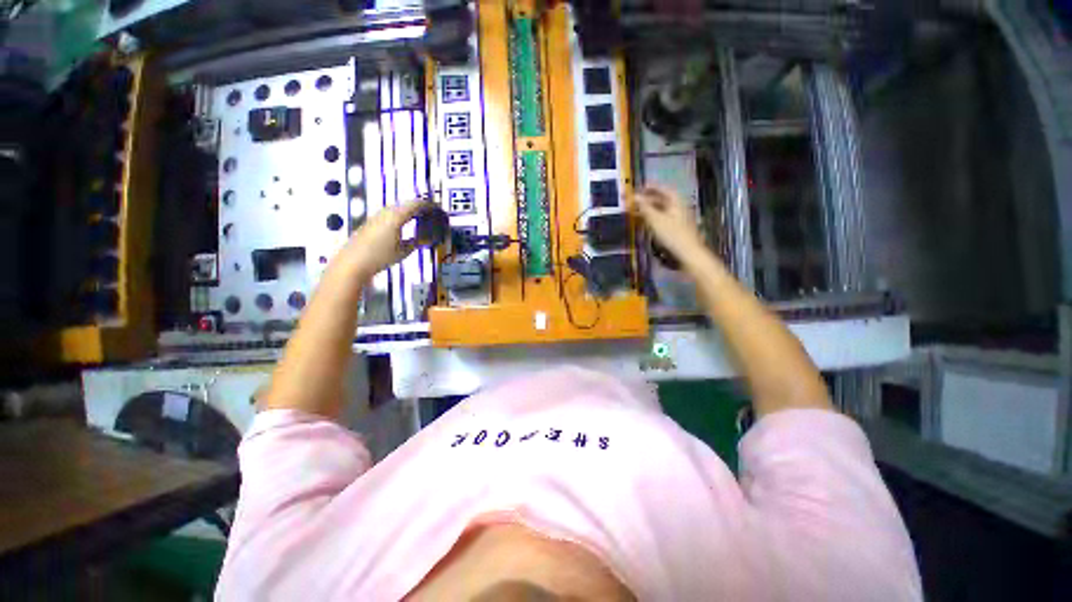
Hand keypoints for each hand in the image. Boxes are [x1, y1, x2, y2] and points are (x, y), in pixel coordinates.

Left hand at [343, 199, 432, 278]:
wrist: (352, 262)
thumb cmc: (380, 257)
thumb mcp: (403, 252)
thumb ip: (416, 243)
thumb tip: (426, 239)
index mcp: (396, 216)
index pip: (416, 204)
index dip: (429, 205)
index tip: (438, 209)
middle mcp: (386, 212)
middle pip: (406, 204)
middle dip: (420, 207)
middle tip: (431, 215)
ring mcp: (377, 216)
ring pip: (397, 208)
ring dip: (410, 211)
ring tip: (420, 219)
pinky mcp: (371, 222)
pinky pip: (390, 214)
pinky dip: (401, 216)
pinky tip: (404, 226)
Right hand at [632, 186, 707, 267]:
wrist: (688, 254)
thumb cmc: (672, 234)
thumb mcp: (655, 219)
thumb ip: (644, 207)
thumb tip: (634, 196)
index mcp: (676, 201)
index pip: (663, 189)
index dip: (651, 187)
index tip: (639, 186)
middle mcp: (678, 208)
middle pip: (661, 200)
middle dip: (647, 199)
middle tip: (633, 201)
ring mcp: (677, 219)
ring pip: (660, 210)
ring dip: (647, 210)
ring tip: (635, 212)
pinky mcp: (675, 230)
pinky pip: (661, 219)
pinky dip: (651, 218)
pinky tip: (644, 223)